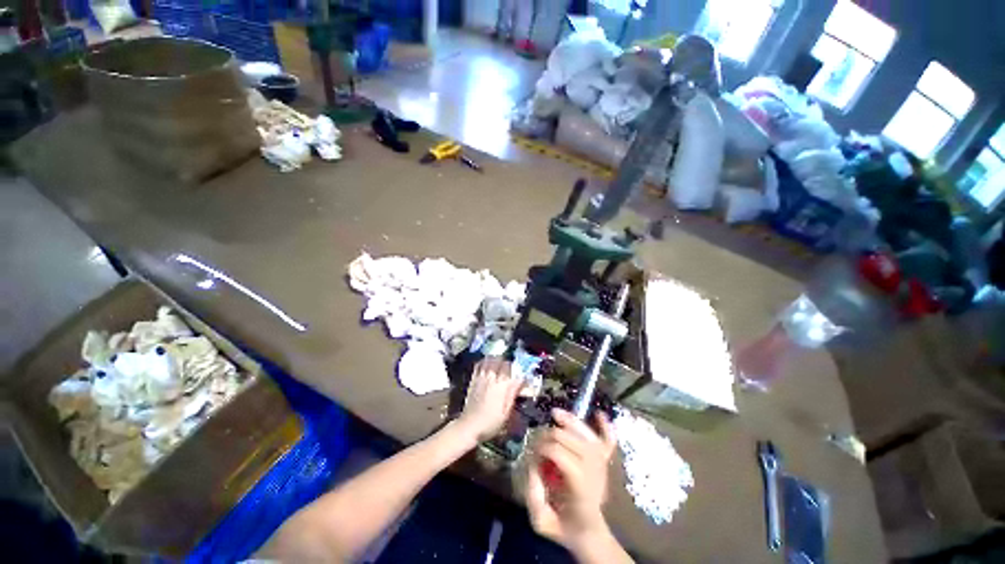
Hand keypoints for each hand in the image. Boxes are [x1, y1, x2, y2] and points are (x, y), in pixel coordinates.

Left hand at [455, 358, 522, 442]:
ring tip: (500, 366)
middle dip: (508, 363)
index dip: (518, 371)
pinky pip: (479, 364)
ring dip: (497, 360)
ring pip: (490, 360)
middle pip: (501, 361)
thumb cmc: (490, 423)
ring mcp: (481, 377)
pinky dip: (485, 361)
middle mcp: (491, 378)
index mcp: (501, 387)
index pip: (512, 370)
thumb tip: (521, 380)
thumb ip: (513, 394)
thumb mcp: (506, 413)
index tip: (521, 377)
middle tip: (511, 371)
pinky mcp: (473, 379)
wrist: (469, 426)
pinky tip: (489, 365)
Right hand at [526, 409, 617, 554]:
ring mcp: (603, 465)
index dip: (542, 448)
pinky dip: (605, 426)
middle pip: (569, 439)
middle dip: (549, 434)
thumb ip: (533, 495)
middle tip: (537, 441)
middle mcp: (594, 471)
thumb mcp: (541, 521)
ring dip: (569, 420)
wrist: (592, 535)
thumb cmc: (566, 528)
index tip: (532, 454)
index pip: (559, 453)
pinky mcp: (607, 462)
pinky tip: (598, 414)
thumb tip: (532, 464)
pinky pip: (609, 440)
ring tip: (554, 414)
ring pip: (586, 434)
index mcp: (580, 488)